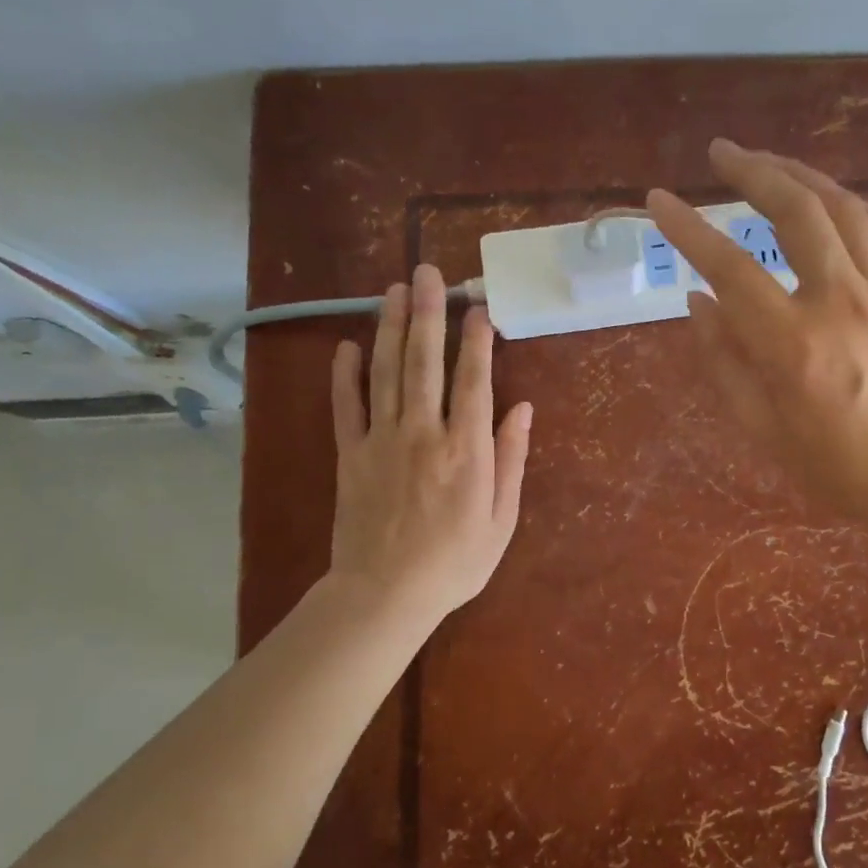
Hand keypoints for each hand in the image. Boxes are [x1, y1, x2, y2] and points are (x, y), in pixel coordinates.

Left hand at [326, 265, 532, 620]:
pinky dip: (345, 374)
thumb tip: (522, 408)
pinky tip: (348, 345)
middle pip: (424, 362)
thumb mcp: (501, 519)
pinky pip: (345, 406)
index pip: (473, 381)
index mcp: (466, 450)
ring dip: (390, 327)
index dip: (476, 341)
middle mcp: (422, 433)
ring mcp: (380, 440)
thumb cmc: (454, 562)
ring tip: (395, 289)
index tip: (478, 307)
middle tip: (428, 272)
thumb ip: (511, 459)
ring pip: (385, 372)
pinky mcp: (349, 454)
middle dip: (428, 313)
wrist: (384, 595)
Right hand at [646, 139, 867, 529]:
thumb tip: (697, 301)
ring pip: (841, 207)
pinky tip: (827, 199)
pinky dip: (846, 203)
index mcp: (792, 343)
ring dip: (800, 174)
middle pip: (794, 210)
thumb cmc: (837, 466)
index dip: (688, 228)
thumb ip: (723, 361)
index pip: (729, 267)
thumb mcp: (762, 428)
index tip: (658, 199)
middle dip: (752, 170)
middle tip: (721, 151)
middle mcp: (839, 300)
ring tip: (767, 163)